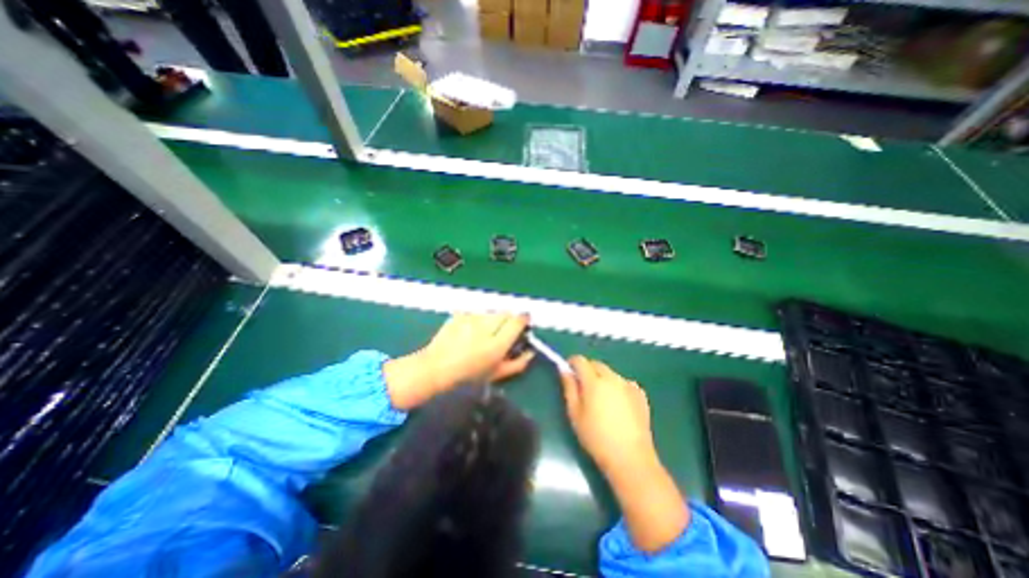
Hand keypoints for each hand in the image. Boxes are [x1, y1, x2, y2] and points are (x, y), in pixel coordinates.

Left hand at [384, 314, 533, 412]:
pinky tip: (471, 330)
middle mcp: (485, 327)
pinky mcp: (460, 314)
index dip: (524, 319)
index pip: (518, 321)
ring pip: (492, 311)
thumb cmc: (468, 375)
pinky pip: (477, 312)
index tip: (524, 323)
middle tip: (503, 330)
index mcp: (496, 344)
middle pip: (506, 312)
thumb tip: (531, 351)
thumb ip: (518, 363)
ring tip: (484, 331)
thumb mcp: (497, 374)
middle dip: (509, 319)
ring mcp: (471, 318)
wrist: (436, 367)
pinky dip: (479, 318)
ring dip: (493, 318)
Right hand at [559, 357, 686, 551]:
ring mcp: (629, 385)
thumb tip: (565, 370)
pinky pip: (624, 383)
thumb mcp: (575, 413)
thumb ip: (569, 388)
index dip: (572, 363)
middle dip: (587, 370)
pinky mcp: (640, 395)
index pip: (580, 360)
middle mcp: (612, 377)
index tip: (568, 372)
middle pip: (596, 364)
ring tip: (601, 399)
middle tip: (583, 389)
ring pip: (611, 373)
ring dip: (603, 379)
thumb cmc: (596, 437)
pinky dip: (618, 387)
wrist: (630, 458)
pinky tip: (618, 405)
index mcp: (594, 381)